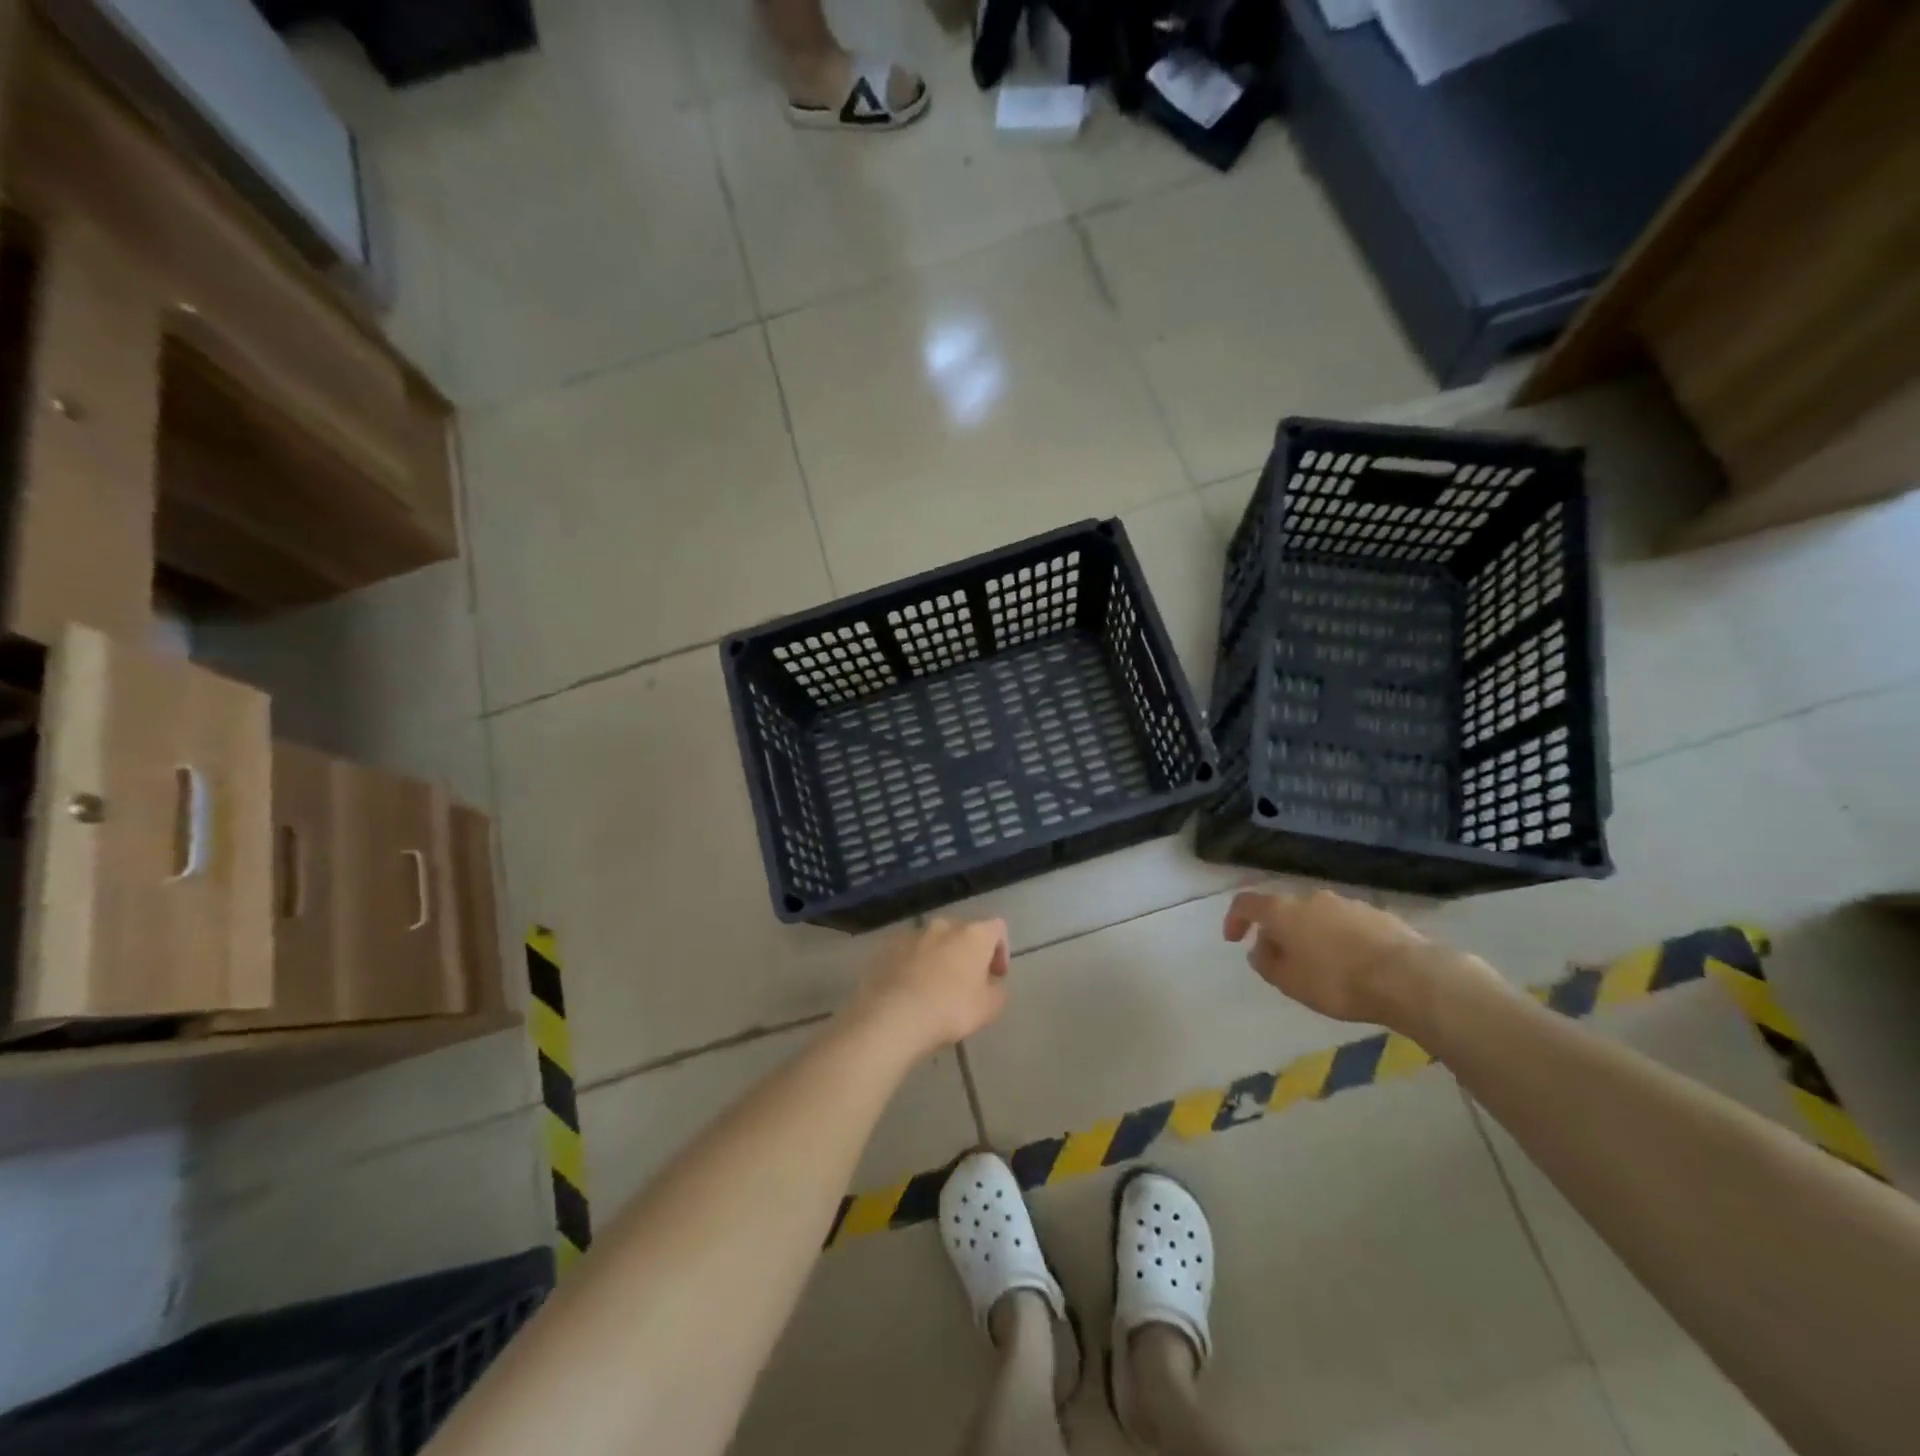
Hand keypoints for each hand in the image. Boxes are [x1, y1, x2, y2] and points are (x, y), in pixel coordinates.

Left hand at [847, 917, 1010, 1056]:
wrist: (893, 1016)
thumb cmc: (950, 1009)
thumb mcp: (990, 1008)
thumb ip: (998, 991)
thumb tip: (992, 984)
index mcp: (973, 934)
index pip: (997, 928)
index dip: (1001, 950)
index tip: (995, 976)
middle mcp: (943, 926)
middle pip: (963, 932)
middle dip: (968, 953)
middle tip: (967, 983)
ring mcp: (912, 935)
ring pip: (933, 941)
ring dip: (939, 958)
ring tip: (935, 989)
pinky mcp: (887, 948)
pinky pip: (909, 953)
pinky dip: (914, 966)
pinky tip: (911, 992)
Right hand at [1223, 888, 1455, 1026]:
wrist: (1409, 977)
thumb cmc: (1337, 981)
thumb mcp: (1290, 983)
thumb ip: (1266, 964)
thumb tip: (1260, 950)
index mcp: (1284, 911)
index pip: (1247, 903)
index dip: (1234, 918)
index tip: (1233, 939)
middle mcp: (1312, 898)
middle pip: (1285, 910)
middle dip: (1278, 933)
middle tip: (1282, 962)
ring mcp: (1348, 903)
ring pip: (1317, 917)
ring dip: (1311, 936)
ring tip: (1320, 968)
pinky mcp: (1378, 915)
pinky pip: (1346, 925)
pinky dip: (1340, 940)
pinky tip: (1352, 966)